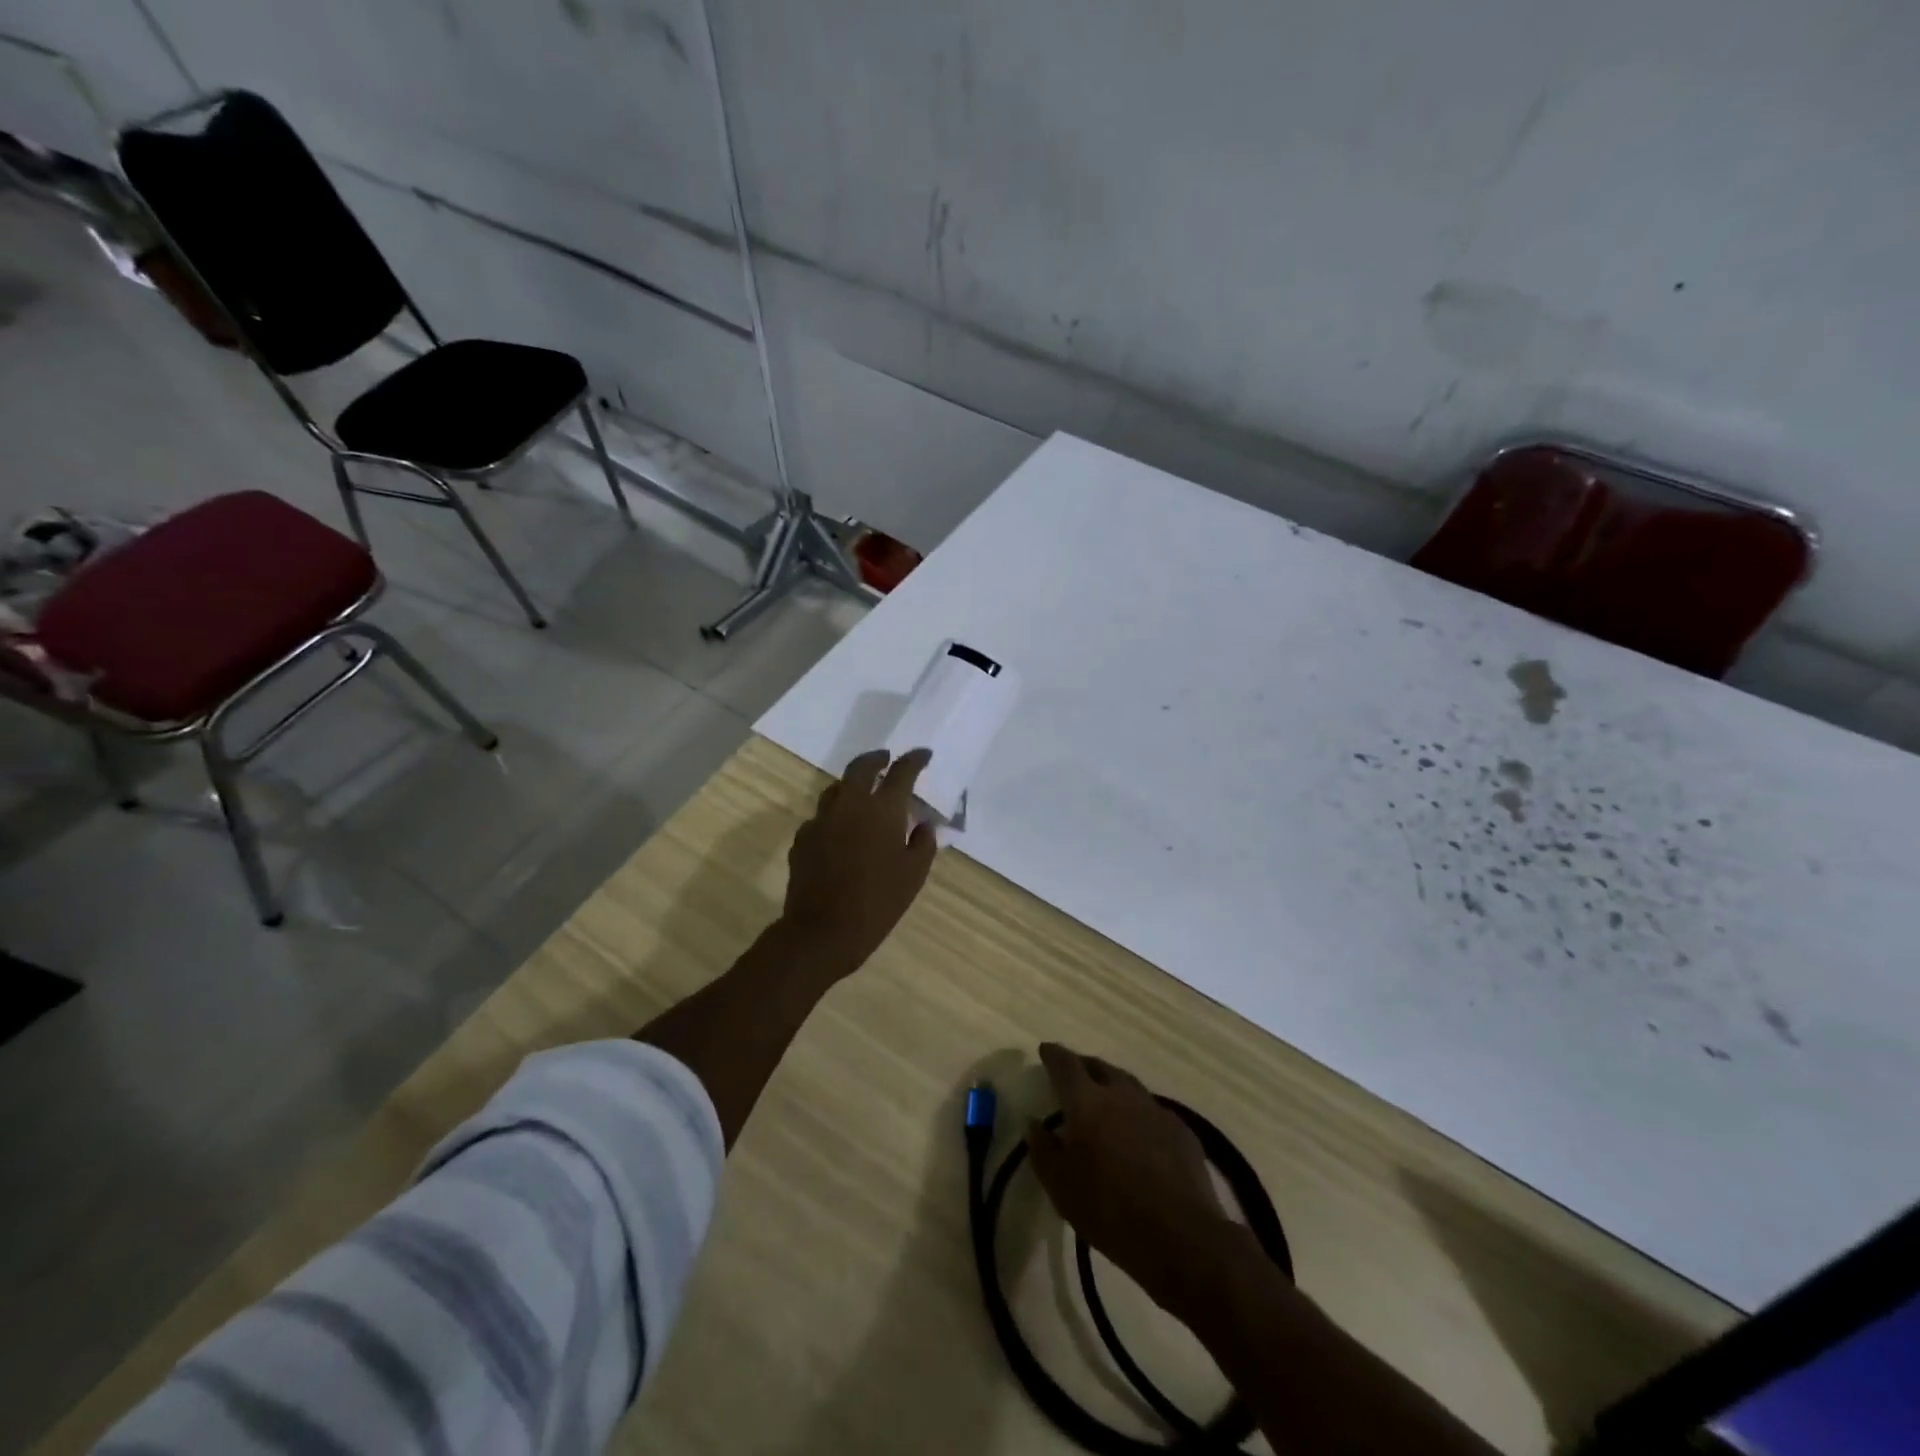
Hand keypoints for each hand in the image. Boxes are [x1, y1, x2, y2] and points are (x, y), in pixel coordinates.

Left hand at [779, 748, 937, 977]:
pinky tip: (841, 831)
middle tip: (887, 759)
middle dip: (877, 758)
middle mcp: (850, 805)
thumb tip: (923, 824)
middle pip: (861, 767)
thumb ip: (923, 843)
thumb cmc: (878, 902)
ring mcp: (821, 819)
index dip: (914, 759)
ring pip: (836, 789)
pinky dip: (835, 815)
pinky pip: (822, 817)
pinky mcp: (803, 838)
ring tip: (863, 792)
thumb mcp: (914, 875)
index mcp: (882, 809)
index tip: (923, 754)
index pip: (902, 772)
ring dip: (852, 784)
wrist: (823, 930)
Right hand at [1027, 1044, 1232, 1315]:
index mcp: (1087, 1102)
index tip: (1046, 1050)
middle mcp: (1121, 1094)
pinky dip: (1137, 1111)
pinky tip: (1137, 1130)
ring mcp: (1155, 1109)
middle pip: (1100, 1067)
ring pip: (1128, 1084)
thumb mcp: (1061, 1187)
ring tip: (1105, 1097)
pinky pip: (1151, 1109)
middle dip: (1084, 1065)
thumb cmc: (1109, 1210)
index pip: (1066, 1065)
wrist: (1180, 1236)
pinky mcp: (1181, 1130)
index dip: (1054, 1055)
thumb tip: (1034, 1124)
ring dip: (1112, 1085)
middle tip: (1074, 1073)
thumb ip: (1043, 1151)